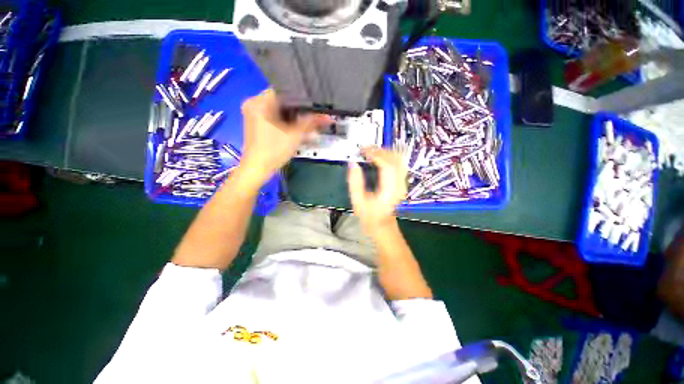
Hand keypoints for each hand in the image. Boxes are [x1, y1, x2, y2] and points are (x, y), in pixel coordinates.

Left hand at [239, 89, 329, 186]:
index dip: (301, 99)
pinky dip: (286, 121)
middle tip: (313, 115)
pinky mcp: (257, 124)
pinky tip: (297, 127)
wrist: (257, 169)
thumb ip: (310, 123)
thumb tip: (327, 117)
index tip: (313, 105)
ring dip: (293, 117)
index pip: (284, 91)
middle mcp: (254, 104)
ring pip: (278, 110)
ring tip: (308, 122)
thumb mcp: (294, 135)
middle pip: (281, 101)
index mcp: (259, 102)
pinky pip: (274, 117)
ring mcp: (254, 115)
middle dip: (298, 109)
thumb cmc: (273, 150)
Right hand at [347, 147, 407, 235]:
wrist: (382, 224)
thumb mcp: (358, 201)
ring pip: (399, 159)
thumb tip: (353, 164)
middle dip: (380, 151)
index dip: (375, 155)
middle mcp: (399, 185)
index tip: (363, 151)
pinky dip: (389, 156)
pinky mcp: (402, 182)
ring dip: (385, 152)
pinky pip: (399, 163)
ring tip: (371, 151)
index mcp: (389, 191)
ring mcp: (403, 183)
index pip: (387, 166)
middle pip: (395, 159)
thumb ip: (355, 182)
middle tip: (365, 149)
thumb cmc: (369, 215)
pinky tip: (379, 157)